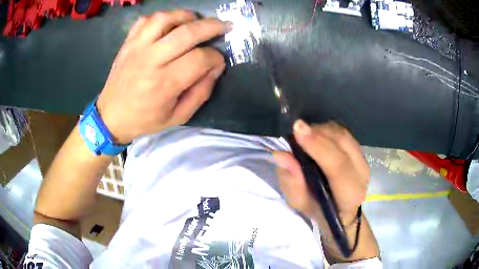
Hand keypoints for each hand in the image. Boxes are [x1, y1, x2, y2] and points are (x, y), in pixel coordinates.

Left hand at [96, 11, 231, 143]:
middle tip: (225, 26)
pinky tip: (169, 25)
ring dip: (186, 16)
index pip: (200, 59)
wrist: (111, 116)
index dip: (216, 58)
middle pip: (187, 33)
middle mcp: (151, 60)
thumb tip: (216, 68)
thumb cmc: (145, 119)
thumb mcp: (178, 116)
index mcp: (164, 83)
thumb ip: (201, 93)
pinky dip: (161, 18)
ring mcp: (137, 48)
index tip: (218, 62)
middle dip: (212, 26)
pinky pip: (145, 20)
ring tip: (195, 21)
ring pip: (165, 18)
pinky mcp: (128, 43)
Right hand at [274, 120, 368, 224]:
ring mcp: (363, 160)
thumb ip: (292, 182)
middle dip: (318, 133)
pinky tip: (316, 134)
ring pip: (343, 135)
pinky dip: (328, 130)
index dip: (318, 146)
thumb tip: (281, 155)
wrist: (341, 210)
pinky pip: (344, 133)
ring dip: (322, 130)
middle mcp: (361, 174)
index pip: (338, 166)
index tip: (298, 130)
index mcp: (349, 194)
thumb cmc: (319, 210)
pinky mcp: (360, 152)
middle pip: (343, 144)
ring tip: (304, 134)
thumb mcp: (301, 204)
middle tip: (296, 130)